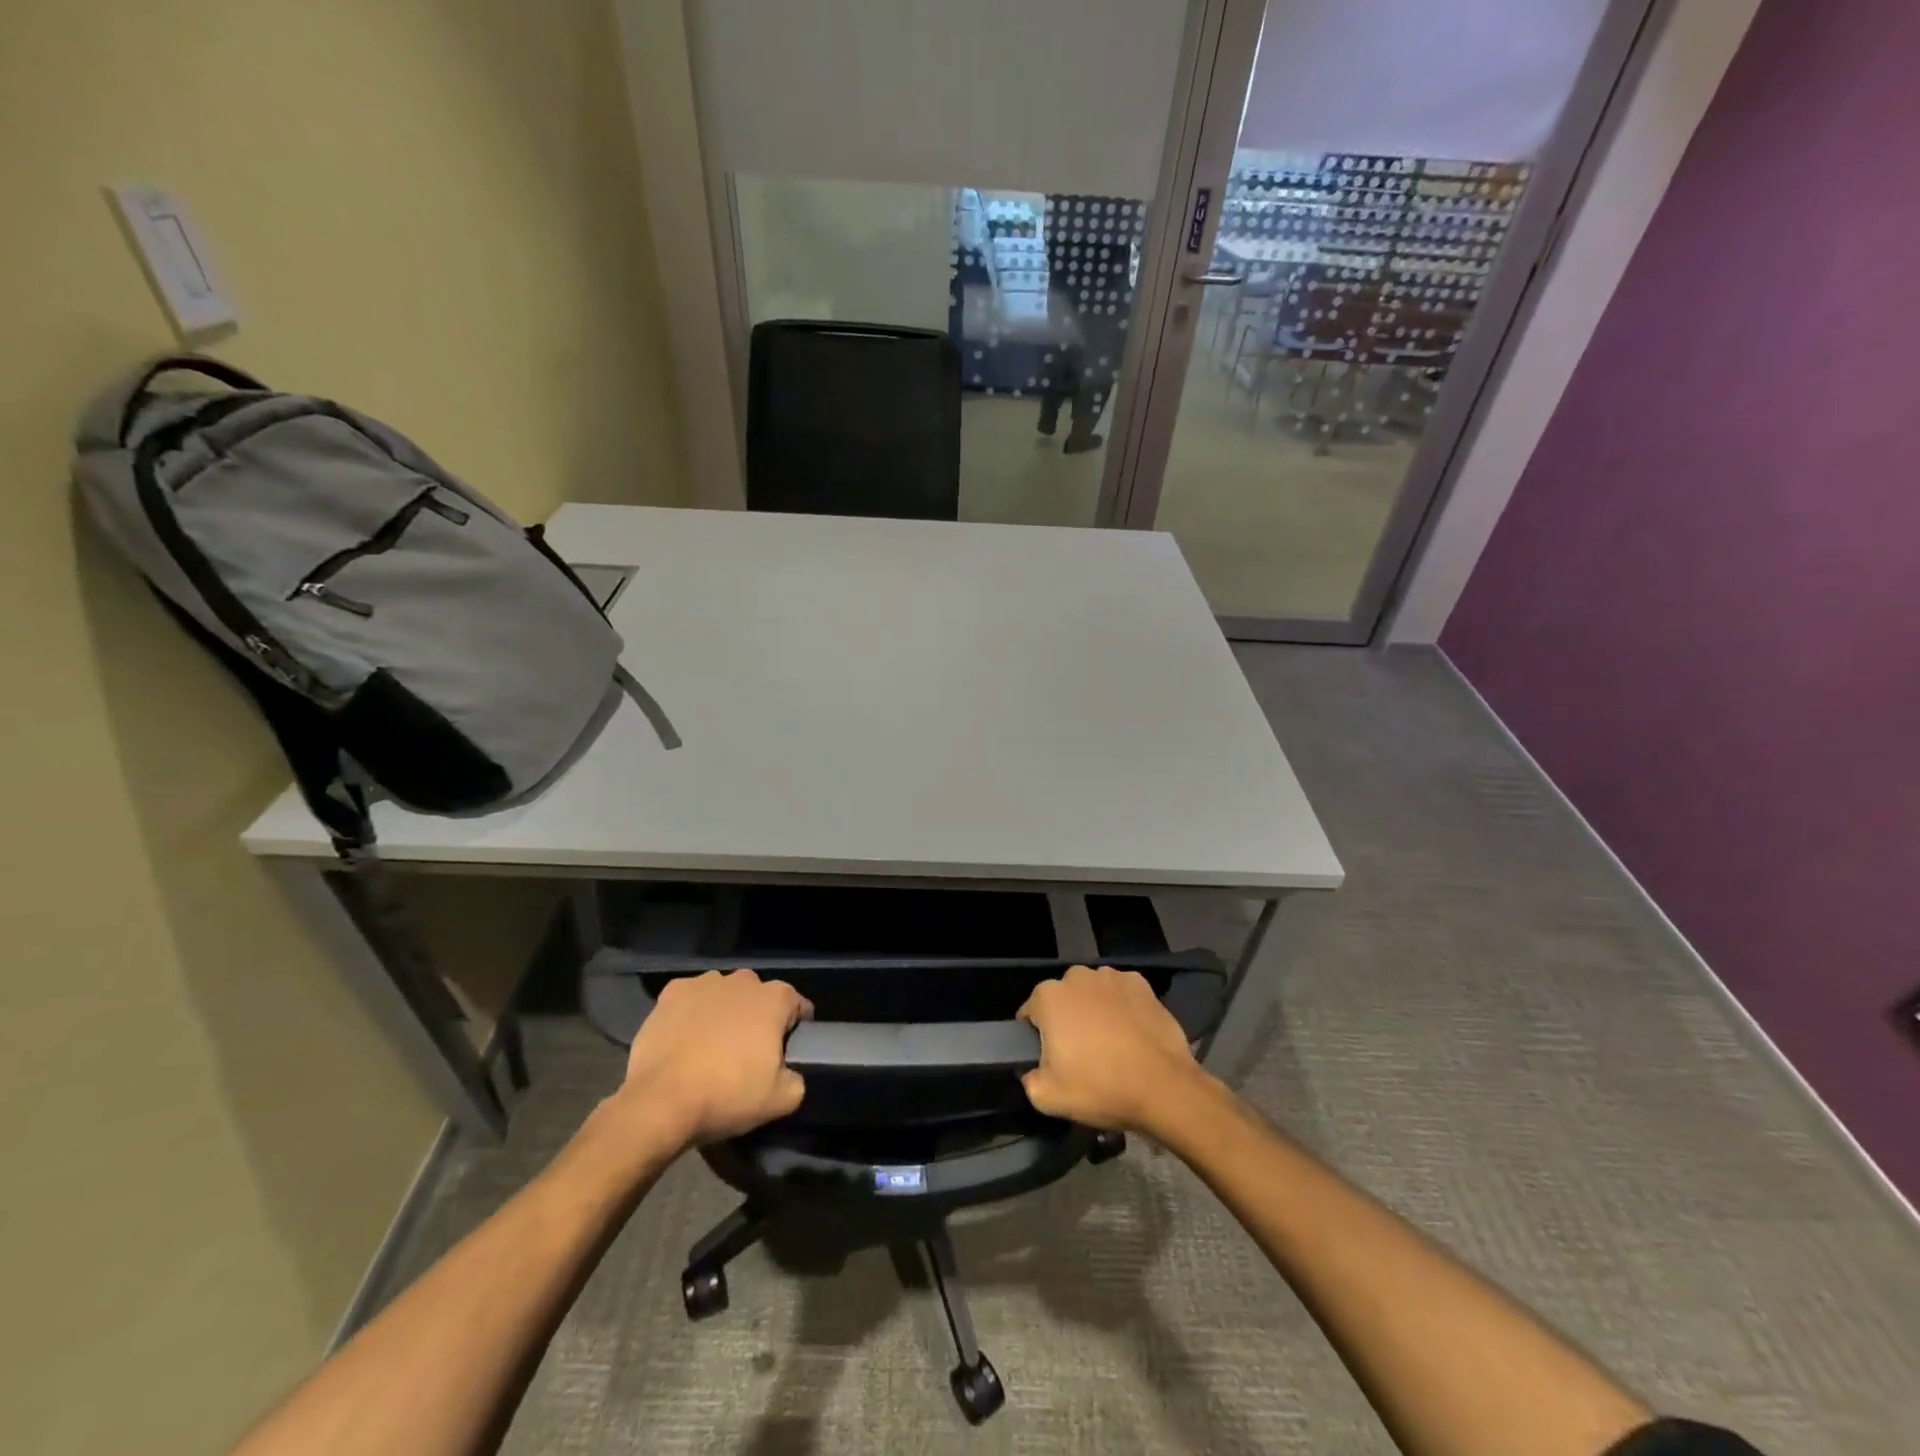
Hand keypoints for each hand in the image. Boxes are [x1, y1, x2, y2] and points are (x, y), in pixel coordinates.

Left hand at [613, 969, 812, 1147]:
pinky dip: (692, 1013)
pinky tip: (685, 1039)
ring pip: (724, 994)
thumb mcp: (781, 1101)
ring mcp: (705, 983)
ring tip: (712, 1046)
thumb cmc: (727, 1095)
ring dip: (724, 1012)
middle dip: (758, 1017)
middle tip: (748, 1052)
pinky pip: (691, 999)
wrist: (660, 1102)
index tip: (787, 1051)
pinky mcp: (671, 993)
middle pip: (758, 996)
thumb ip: (797, 1079)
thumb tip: (790, 1073)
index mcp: (775, 998)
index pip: (797, 1005)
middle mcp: (743, 980)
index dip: (795, 1027)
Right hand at [1017, 965, 1205, 1134]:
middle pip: (1063, 999)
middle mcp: (1077, 976)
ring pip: (1093, 993)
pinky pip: (1121, 994)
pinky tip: (1132, 1034)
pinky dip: (1122, 1008)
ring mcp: (1112, 976)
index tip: (1051, 1059)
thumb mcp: (1047, 1098)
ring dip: (1094, 1010)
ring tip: (1110, 1045)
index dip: (1037, 1037)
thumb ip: (1029, 1079)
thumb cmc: (1100, 1088)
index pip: (1031, 1013)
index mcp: (1049, 996)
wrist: (1163, 1088)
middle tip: (1081, 1054)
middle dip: (1066, 1019)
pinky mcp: (1141, 984)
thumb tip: (1032, 1070)